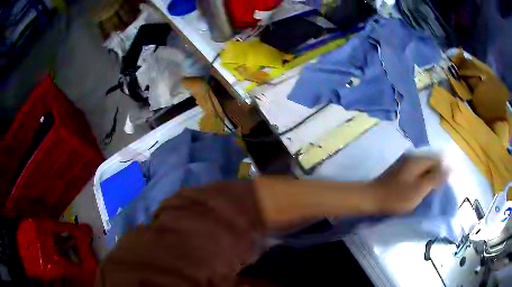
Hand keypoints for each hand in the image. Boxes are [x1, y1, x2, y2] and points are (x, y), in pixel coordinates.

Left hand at [369, 155, 448, 213]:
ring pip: (424, 167)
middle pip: (431, 162)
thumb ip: (436, 177)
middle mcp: (413, 156)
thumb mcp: (420, 189)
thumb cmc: (397, 196)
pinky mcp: (401, 170)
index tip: (442, 186)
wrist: (372, 198)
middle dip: (437, 174)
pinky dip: (421, 179)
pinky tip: (420, 188)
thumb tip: (450, 166)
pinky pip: (417, 171)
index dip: (443, 171)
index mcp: (419, 159)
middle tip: (436, 190)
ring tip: (429, 191)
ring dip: (429, 177)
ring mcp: (406, 162)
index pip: (438, 159)